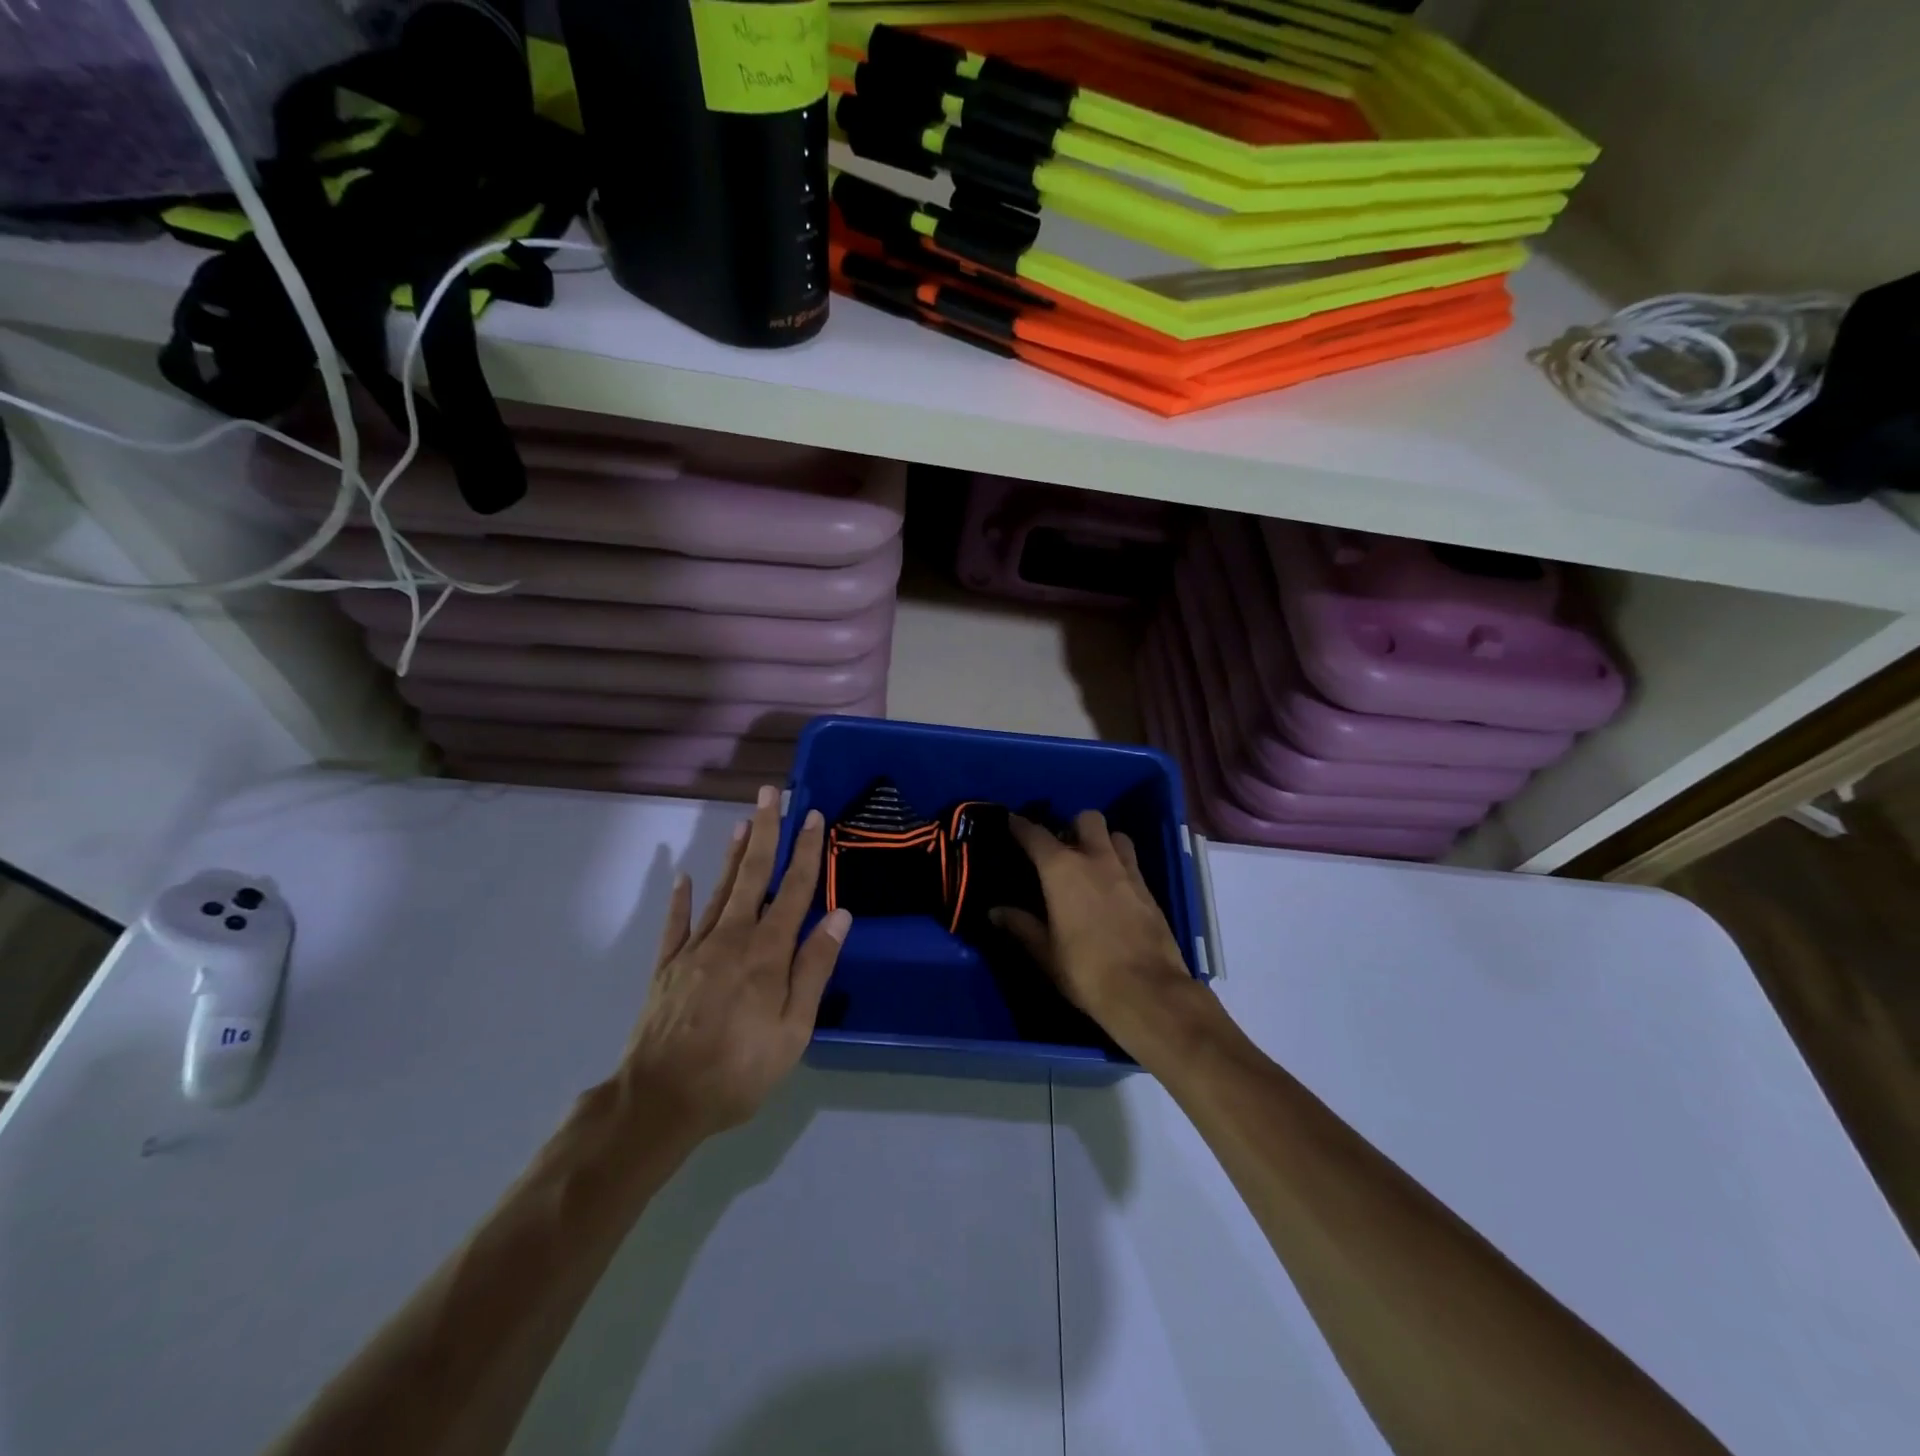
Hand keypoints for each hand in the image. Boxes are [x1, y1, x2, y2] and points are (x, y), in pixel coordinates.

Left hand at [618, 787, 850, 1139]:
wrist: (660, 1099)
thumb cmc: (739, 1068)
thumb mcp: (794, 1029)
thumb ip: (814, 968)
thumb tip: (840, 916)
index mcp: (767, 951)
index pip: (794, 889)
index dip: (806, 851)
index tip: (813, 816)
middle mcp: (732, 937)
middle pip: (754, 875)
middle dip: (766, 831)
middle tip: (770, 793)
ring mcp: (695, 949)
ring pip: (720, 890)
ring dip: (734, 855)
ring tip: (744, 822)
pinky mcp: (667, 967)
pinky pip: (676, 923)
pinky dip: (681, 899)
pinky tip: (684, 878)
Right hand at [993, 811, 1211, 1063]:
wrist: (1148, 991)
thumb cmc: (1086, 971)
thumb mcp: (1046, 952)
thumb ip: (1021, 926)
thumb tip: (996, 912)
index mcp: (1062, 869)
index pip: (1036, 835)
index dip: (1020, 826)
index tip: (1011, 821)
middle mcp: (1096, 859)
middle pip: (1087, 819)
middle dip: (1073, 826)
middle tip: (1063, 848)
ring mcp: (1127, 872)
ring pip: (1116, 836)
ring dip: (1103, 841)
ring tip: (1092, 863)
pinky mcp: (1149, 890)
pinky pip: (1132, 863)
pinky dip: (1120, 865)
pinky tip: (1112, 889)